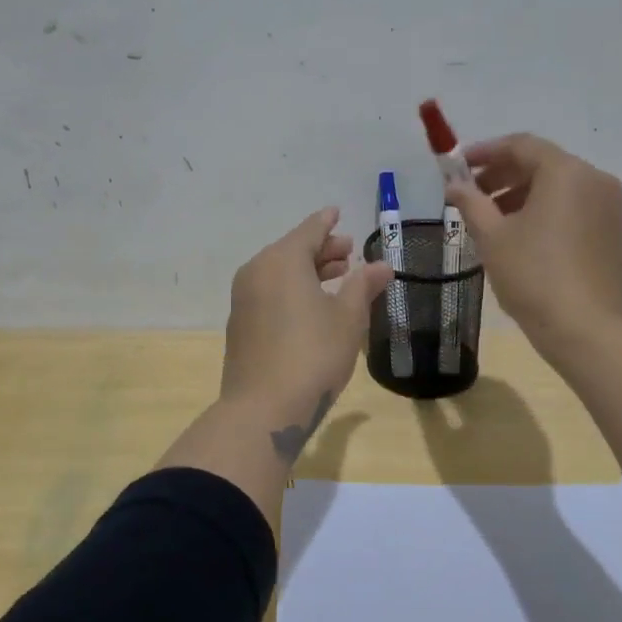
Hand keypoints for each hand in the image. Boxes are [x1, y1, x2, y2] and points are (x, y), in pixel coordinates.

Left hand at [221, 207, 394, 427]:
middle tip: (349, 252)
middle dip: (322, 249)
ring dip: (308, 271)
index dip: (327, 221)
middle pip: (292, 250)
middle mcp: (257, 271)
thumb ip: (363, 285)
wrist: (263, 408)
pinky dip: (291, 289)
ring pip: (279, 272)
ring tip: (337, 276)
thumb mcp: (348, 318)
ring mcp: (243, 299)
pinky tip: (312, 305)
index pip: (309, 230)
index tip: (338, 212)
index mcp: (282, 260)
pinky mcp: (240, 324)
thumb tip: (381, 265)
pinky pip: (269, 292)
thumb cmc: (313, 354)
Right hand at [445, 134, 621, 363]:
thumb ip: (471, 202)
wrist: (587, 331)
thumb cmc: (533, 276)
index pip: (521, 145)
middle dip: (503, 176)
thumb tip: (454, 185)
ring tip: (491, 221)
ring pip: (559, 189)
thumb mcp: (492, 237)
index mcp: (566, 173)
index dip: (485, 152)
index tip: (458, 166)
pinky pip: (574, 209)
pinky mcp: (615, 235)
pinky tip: (522, 238)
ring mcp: (611, 208)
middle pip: (542, 164)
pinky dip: (546, 213)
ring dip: (522, 195)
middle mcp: (595, 181)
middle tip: (471, 195)